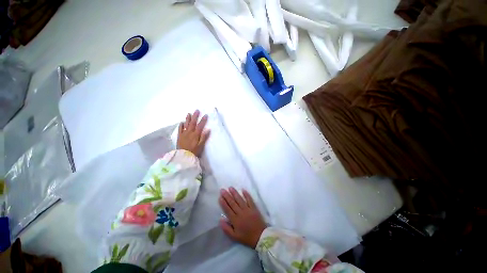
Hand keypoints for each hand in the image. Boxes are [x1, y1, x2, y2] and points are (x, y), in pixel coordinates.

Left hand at [177, 110, 209, 156]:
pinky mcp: (180, 136)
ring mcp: (184, 134)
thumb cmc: (194, 151)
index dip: (203, 120)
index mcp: (196, 135)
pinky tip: (182, 122)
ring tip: (189, 113)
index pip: (200, 126)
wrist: (183, 156)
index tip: (205, 115)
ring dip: (188, 119)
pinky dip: (181, 125)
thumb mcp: (201, 145)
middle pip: (193, 123)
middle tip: (197, 110)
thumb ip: (204, 137)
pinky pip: (180, 129)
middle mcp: (189, 132)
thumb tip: (208, 129)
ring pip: (186, 124)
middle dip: (195, 116)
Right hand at [219, 187, 266, 247]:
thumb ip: (226, 229)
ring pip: (240, 199)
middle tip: (222, 189)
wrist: (260, 237)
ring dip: (235, 193)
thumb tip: (220, 219)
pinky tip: (243, 189)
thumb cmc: (246, 237)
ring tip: (230, 187)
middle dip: (227, 196)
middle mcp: (241, 213)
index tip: (220, 197)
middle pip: (232, 203)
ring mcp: (248, 209)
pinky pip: (249, 200)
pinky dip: (246, 194)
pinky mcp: (254, 208)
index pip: (228, 209)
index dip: (223, 203)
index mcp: (235, 220)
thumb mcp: (234, 237)